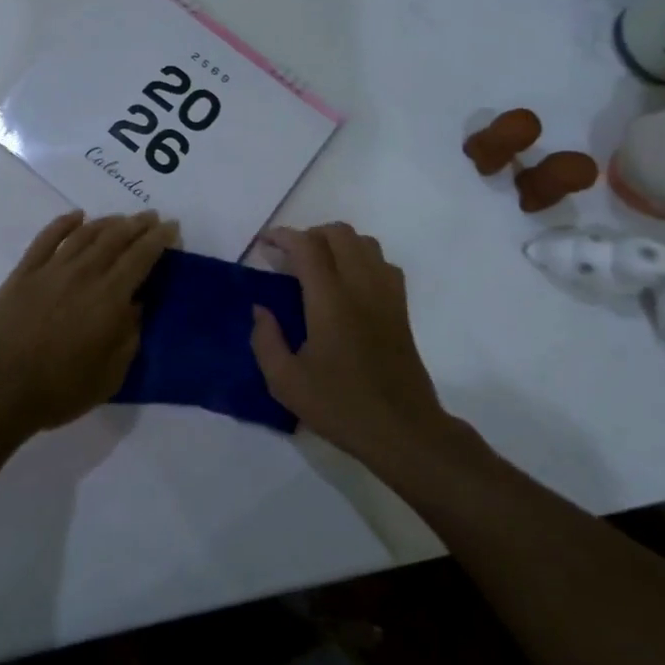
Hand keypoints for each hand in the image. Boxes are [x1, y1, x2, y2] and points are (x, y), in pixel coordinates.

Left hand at [0, 210, 177, 437]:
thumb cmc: (59, 390)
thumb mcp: (110, 375)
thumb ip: (129, 337)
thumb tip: (136, 305)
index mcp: (109, 298)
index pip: (141, 257)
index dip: (159, 239)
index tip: (172, 227)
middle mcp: (83, 274)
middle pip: (115, 238)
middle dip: (138, 225)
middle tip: (152, 217)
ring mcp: (51, 270)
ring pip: (84, 234)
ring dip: (107, 222)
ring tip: (121, 218)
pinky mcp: (23, 273)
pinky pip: (47, 238)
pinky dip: (64, 223)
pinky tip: (76, 216)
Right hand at [250, 223, 455, 470]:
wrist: (403, 430)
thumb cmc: (340, 406)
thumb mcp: (285, 382)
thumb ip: (265, 340)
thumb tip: (261, 309)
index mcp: (330, 300)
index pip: (307, 246)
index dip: (283, 236)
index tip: (265, 243)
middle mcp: (361, 286)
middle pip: (339, 233)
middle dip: (310, 234)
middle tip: (290, 256)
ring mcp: (386, 295)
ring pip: (365, 243)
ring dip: (338, 243)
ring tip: (319, 265)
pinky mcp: (401, 309)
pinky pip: (384, 264)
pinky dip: (363, 259)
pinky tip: (350, 284)